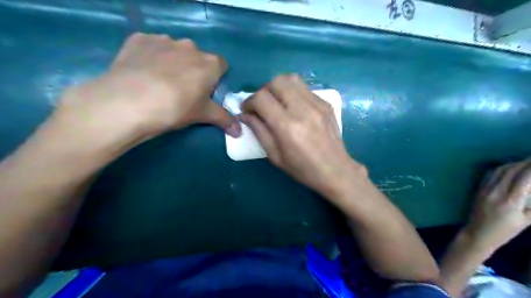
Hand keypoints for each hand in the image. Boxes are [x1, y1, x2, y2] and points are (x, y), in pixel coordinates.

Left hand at [52, 33, 239, 146]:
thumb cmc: (176, 108)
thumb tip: (240, 132)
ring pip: (174, 50)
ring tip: (159, 82)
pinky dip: (150, 56)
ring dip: (172, 62)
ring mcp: (163, 40)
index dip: (215, 78)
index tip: (206, 91)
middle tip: (182, 90)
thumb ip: (224, 119)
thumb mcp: (202, 115)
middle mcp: (190, 46)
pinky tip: (142, 72)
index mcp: (209, 63)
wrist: (129, 102)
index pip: (221, 65)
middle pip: (198, 57)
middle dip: (194, 70)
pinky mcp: (139, 39)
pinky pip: (151, 46)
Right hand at [242, 74, 365, 198]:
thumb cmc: (302, 168)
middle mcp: (302, 109)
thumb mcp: (275, 155)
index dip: (249, 101)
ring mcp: (317, 103)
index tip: (248, 110)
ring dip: (279, 87)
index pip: (261, 98)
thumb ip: (258, 131)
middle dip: (264, 91)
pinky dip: (293, 92)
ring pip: (291, 78)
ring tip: (278, 102)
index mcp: (286, 126)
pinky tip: (294, 107)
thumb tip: (245, 114)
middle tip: (263, 105)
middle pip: (276, 81)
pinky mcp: (325, 103)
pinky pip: (304, 88)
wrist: (335, 170)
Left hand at [466, 159, 530, 249]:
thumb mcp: (526, 221)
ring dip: (514, 163)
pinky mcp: (478, 189)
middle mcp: (496, 192)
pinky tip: (509, 167)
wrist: (477, 233)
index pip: (525, 178)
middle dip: (526, 162)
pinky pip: (490, 174)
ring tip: (526, 161)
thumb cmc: (505, 230)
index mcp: (511, 201)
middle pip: (512, 171)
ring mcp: (485, 189)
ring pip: (500, 170)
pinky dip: (502, 168)